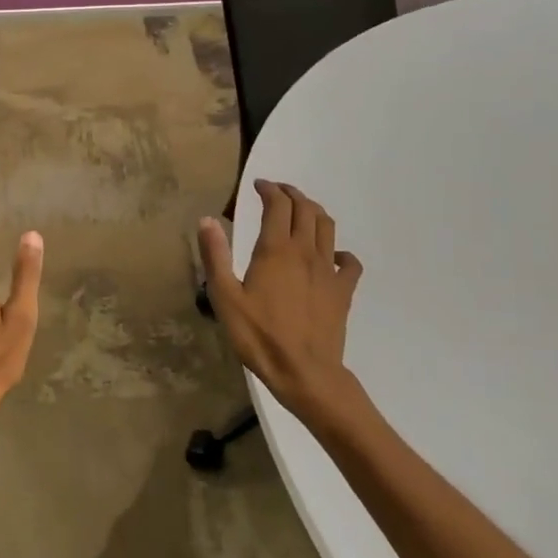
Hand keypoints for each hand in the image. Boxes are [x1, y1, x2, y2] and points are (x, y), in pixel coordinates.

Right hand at [198, 180, 365, 426]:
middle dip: (292, 194)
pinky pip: (350, 262)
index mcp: (276, 250)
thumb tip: (207, 220)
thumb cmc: (259, 336)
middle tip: (278, 192)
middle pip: (306, 209)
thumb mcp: (225, 298)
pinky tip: (333, 256)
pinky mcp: (344, 291)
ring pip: (328, 227)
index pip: (277, 205)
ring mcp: (329, 271)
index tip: (258, 185)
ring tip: (302, 211)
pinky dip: (342, 251)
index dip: (269, 189)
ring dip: (314, 212)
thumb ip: (216, 256)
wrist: (305, 372)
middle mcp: (306, 252)